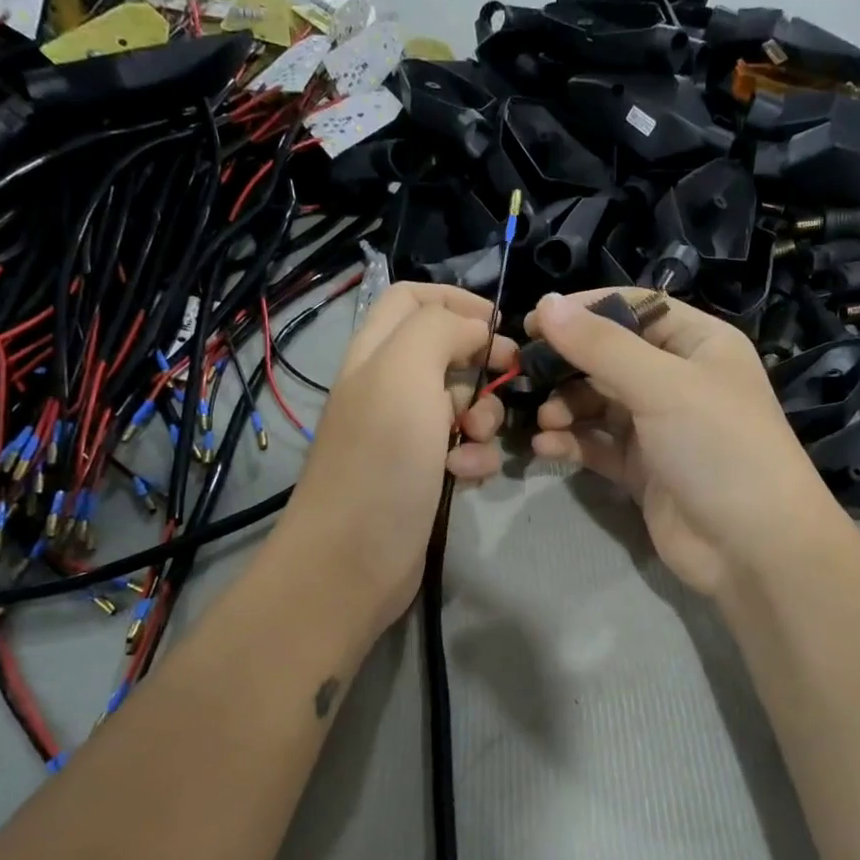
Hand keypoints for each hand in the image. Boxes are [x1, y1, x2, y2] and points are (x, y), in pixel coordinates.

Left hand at [270, 282, 513, 631]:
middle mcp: (386, 388)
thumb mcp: (405, 376)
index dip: (458, 301)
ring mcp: (403, 434)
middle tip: (506, 381)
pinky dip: (474, 456)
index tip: (501, 326)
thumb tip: (475, 330)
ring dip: (483, 416)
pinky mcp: (421, 474)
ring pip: (460, 403)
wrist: (352, 562)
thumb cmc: (380, 462)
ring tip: (477, 441)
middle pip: (445, 350)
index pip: (412, 298)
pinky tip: (467, 475)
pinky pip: (461, 448)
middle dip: (480, 364)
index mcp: (374, 353)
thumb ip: (439, 331)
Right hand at [526, 291, 848, 596]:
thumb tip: (546, 305)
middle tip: (525, 373)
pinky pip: (597, 445)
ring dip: (566, 406)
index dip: (585, 309)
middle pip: (610, 357)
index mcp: (699, 344)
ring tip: (545, 419)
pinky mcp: (642, 469)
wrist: (753, 547)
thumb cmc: (718, 447)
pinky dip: (572, 442)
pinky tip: (546, 446)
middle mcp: (678, 380)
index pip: (635, 309)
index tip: (534, 320)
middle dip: (568, 364)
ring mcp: (659, 427)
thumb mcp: (663, 385)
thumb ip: (602, 346)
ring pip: (599, 403)